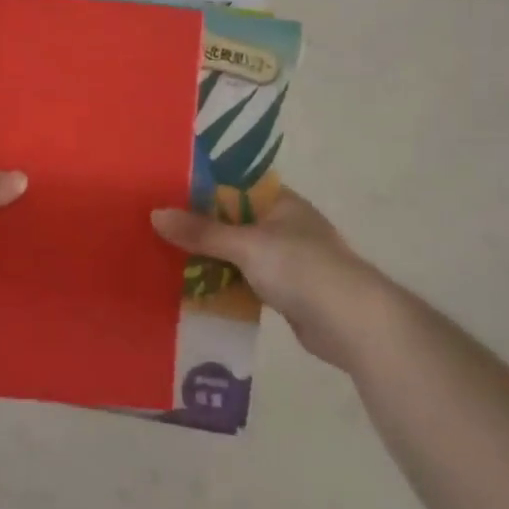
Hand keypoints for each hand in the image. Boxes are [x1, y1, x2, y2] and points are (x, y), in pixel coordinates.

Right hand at [151, 187, 389, 364]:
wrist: (353, 324)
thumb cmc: (302, 269)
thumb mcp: (246, 245)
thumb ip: (202, 231)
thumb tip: (155, 214)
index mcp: (280, 202)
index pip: (234, 185)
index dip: (200, 187)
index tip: (165, 191)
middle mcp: (282, 225)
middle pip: (231, 220)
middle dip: (199, 226)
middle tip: (157, 227)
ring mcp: (285, 259)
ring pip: (235, 252)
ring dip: (208, 257)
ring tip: (165, 256)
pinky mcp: (284, 291)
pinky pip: (243, 280)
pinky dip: (222, 282)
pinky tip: (192, 287)